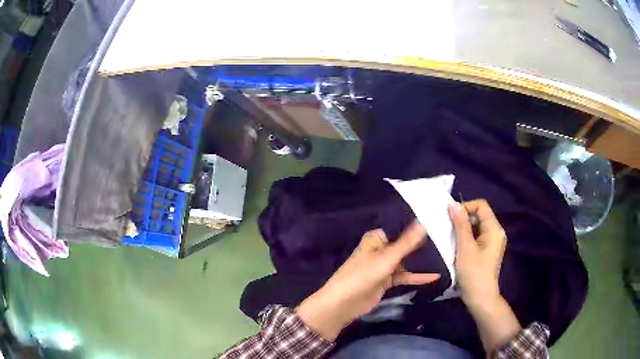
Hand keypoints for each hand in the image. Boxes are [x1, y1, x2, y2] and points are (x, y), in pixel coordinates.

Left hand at [296, 222, 439, 340]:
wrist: (344, 303)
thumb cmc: (363, 275)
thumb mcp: (388, 258)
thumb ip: (407, 243)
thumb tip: (424, 222)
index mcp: (376, 239)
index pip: (400, 228)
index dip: (416, 227)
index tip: (438, 222)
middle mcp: (381, 250)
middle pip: (404, 245)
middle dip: (422, 245)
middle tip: (446, 239)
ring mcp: (384, 266)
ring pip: (406, 262)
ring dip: (421, 262)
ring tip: (444, 256)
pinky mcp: (387, 281)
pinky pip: (405, 276)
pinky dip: (417, 277)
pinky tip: (434, 276)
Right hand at [448, 200, 506, 308]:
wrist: (480, 298)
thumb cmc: (474, 273)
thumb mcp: (465, 248)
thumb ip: (460, 225)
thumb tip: (453, 204)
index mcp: (494, 229)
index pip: (481, 206)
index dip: (465, 206)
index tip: (450, 217)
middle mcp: (496, 232)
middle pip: (480, 214)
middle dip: (463, 218)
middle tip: (448, 228)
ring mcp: (492, 241)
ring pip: (477, 226)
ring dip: (463, 228)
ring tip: (450, 237)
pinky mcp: (487, 250)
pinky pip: (477, 236)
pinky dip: (467, 237)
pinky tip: (457, 246)